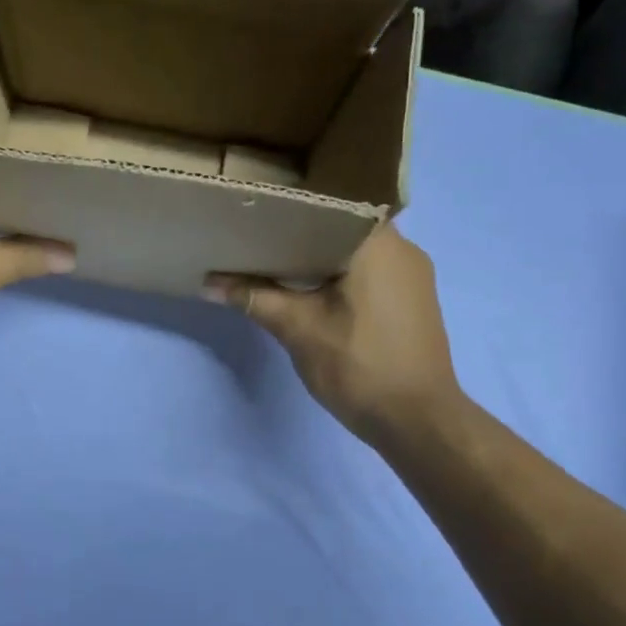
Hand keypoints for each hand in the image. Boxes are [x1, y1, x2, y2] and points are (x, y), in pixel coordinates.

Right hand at [207, 225, 458, 444]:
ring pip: (354, 250)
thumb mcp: (298, 329)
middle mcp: (402, 247)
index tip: (255, 212)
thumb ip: (255, 298)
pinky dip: (340, 274)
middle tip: (255, 238)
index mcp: (377, 242)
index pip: (326, 203)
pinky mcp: (413, 298)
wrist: (418, 421)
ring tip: (275, 261)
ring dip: (319, 256)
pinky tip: (311, 289)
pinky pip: (370, 271)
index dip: (287, 207)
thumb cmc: (359, 366)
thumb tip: (208, 282)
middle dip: (298, 234)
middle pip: (339, 226)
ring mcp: (412, 274)